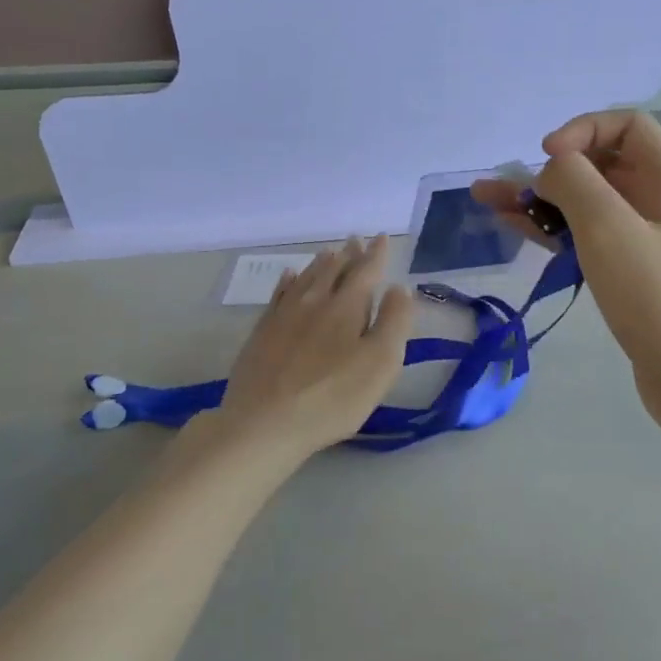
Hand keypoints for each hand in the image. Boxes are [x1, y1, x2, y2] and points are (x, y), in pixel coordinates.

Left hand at [218, 235, 414, 457]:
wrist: (265, 422)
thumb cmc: (333, 397)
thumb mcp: (380, 363)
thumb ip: (394, 322)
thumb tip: (399, 287)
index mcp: (347, 307)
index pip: (366, 271)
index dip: (376, 254)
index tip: (382, 237)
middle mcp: (314, 301)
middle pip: (334, 270)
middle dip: (349, 254)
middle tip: (356, 239)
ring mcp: (284, 315)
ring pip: (306, 278)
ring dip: (321, 263)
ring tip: (330, 251)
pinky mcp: (262, 332)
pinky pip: (278, 294)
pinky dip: (288, 281)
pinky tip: (289, 276)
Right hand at [473, 113, 660, 444]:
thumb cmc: (659, 298)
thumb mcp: (610, 229)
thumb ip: (574, 183)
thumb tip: (552, 171)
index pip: (626, 125)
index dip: (582, 130)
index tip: (547, 159)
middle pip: (601, 163)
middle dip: (551, 168)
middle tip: (503, 187)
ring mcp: (646, 239)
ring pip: (588, 203)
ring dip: (541, 199)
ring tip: (486, 201)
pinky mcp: (630, 273)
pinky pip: (587, 236)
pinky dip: (553, 230)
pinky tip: (515, 228)